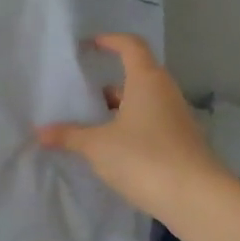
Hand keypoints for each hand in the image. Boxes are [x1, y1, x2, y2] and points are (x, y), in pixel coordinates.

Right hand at [37, 34, 230, 221]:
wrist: (198, 200)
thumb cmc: (145, 158)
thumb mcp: (98, 146)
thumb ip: (69, 136)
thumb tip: (40, 132)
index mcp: (146, 80)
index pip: (131, 45)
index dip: (110, 40)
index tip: (89, 46)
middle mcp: (165, 93)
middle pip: (136, 76)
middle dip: (108, 84)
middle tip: (81, 95)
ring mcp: (177, 119)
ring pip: (143, 103)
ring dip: (119, 110)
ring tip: (91, 125)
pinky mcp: (181, 144)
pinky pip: (151, 125)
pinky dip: (131, 129)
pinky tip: (112, 150)